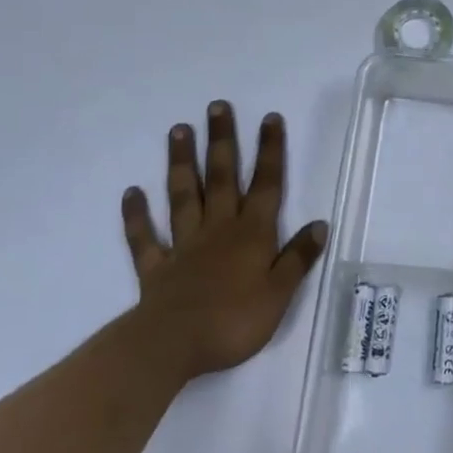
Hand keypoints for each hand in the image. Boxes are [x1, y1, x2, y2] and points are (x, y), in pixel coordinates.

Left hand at [119, 101, 327, 379]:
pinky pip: (145, 237)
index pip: (266, 184)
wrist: (173, 346)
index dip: (270, 151)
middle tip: (217, 106)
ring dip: (181, 163)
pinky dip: (137, 215)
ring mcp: (183, 245)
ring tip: (178, 130)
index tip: (269, 118)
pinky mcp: (156, 267)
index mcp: (252, 234)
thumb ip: (298, 258)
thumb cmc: (234, 321)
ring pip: (183, 196)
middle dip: (222, 141)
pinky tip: (132, 192)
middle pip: (221, 178)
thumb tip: (320, 224)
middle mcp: (218, 229)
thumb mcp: (280, 294)